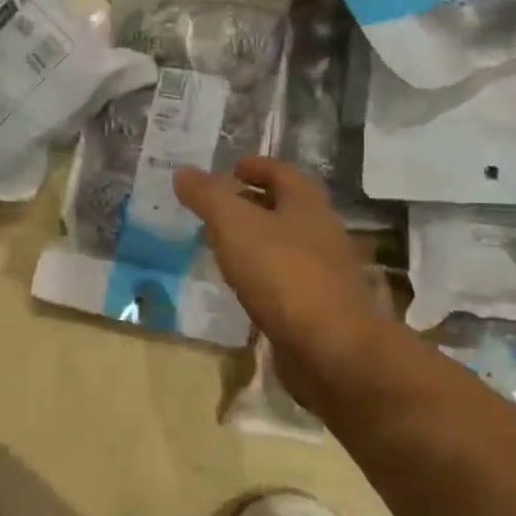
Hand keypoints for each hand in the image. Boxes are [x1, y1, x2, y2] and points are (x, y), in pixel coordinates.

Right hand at [175, 156, 393, 410]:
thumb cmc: (283, 274)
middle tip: (217, 207)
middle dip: (253, 203)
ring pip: (285, 244)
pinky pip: (286, 279)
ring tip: (222, 244)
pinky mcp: (319, 307)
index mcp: (306, 204)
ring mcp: (324, 272)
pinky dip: (263, 273)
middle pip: (286, 207)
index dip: (256, 166)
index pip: (281, 172)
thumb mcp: (234, 225)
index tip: (231, 168)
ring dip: (256, 240)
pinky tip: (242, 286)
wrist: (332, 349)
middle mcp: (321, 232)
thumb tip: (183, 171)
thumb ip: (208, 196)